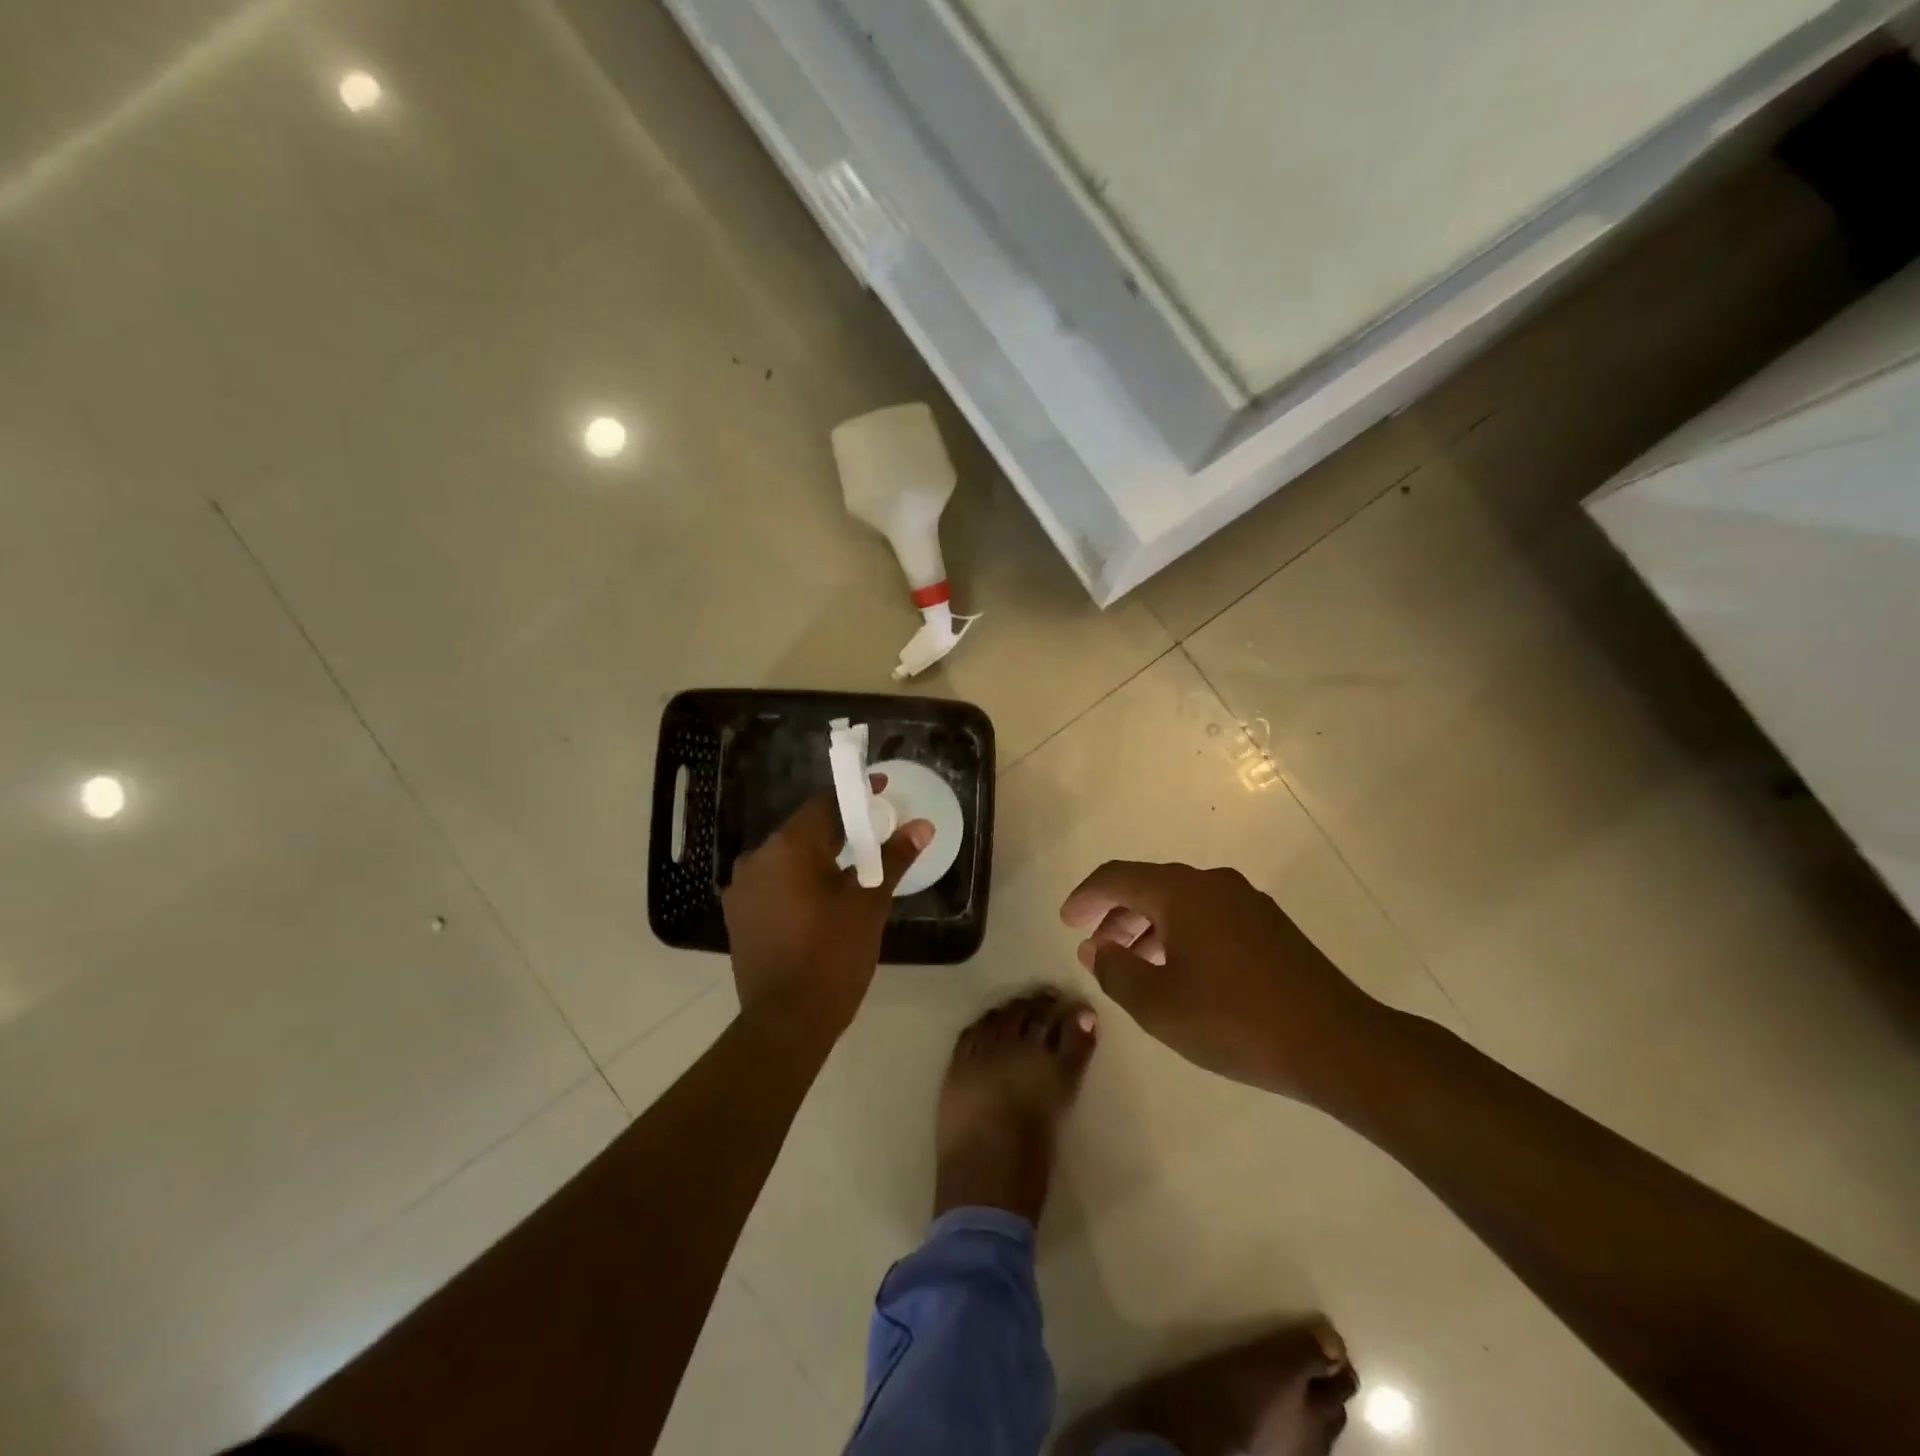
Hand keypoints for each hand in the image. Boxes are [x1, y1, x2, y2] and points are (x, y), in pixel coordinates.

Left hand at [723, 784, 930, 1047]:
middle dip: (840, 829)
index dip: (855, 796)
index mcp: (787, 847)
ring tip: (853, 868)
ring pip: (788, 858)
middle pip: (805, 830)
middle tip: (876, 834)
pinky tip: (822, 898)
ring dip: (819, 857)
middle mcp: (756, 858)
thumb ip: (893, 858)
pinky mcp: (739, 915)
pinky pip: (774, 882)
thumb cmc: (832, 956)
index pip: (824, 804)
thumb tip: (922, 826)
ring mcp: (742, 888)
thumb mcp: (869, 904)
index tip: (882, 792)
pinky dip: (799, 881)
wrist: (786, 1023)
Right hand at [1060, 861, 1386, 1103]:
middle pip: (1149, 886)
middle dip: (1116, 914)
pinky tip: (1180, 972)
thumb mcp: (1159, 1005)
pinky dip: (1180, 934)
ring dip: (1148, 927)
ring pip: (1180, 902)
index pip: (1118, 877)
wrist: (1338, 1043)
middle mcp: (1213, 883)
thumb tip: (1098, 948)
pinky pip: (1208, 916)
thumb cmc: (1236, 1021)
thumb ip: (1116, 972)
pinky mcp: (1269, 926)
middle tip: (1096, 949)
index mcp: (1182, 892)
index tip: (1066, 922)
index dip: (1085, 896)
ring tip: (1133, 966)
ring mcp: (1247, 902)